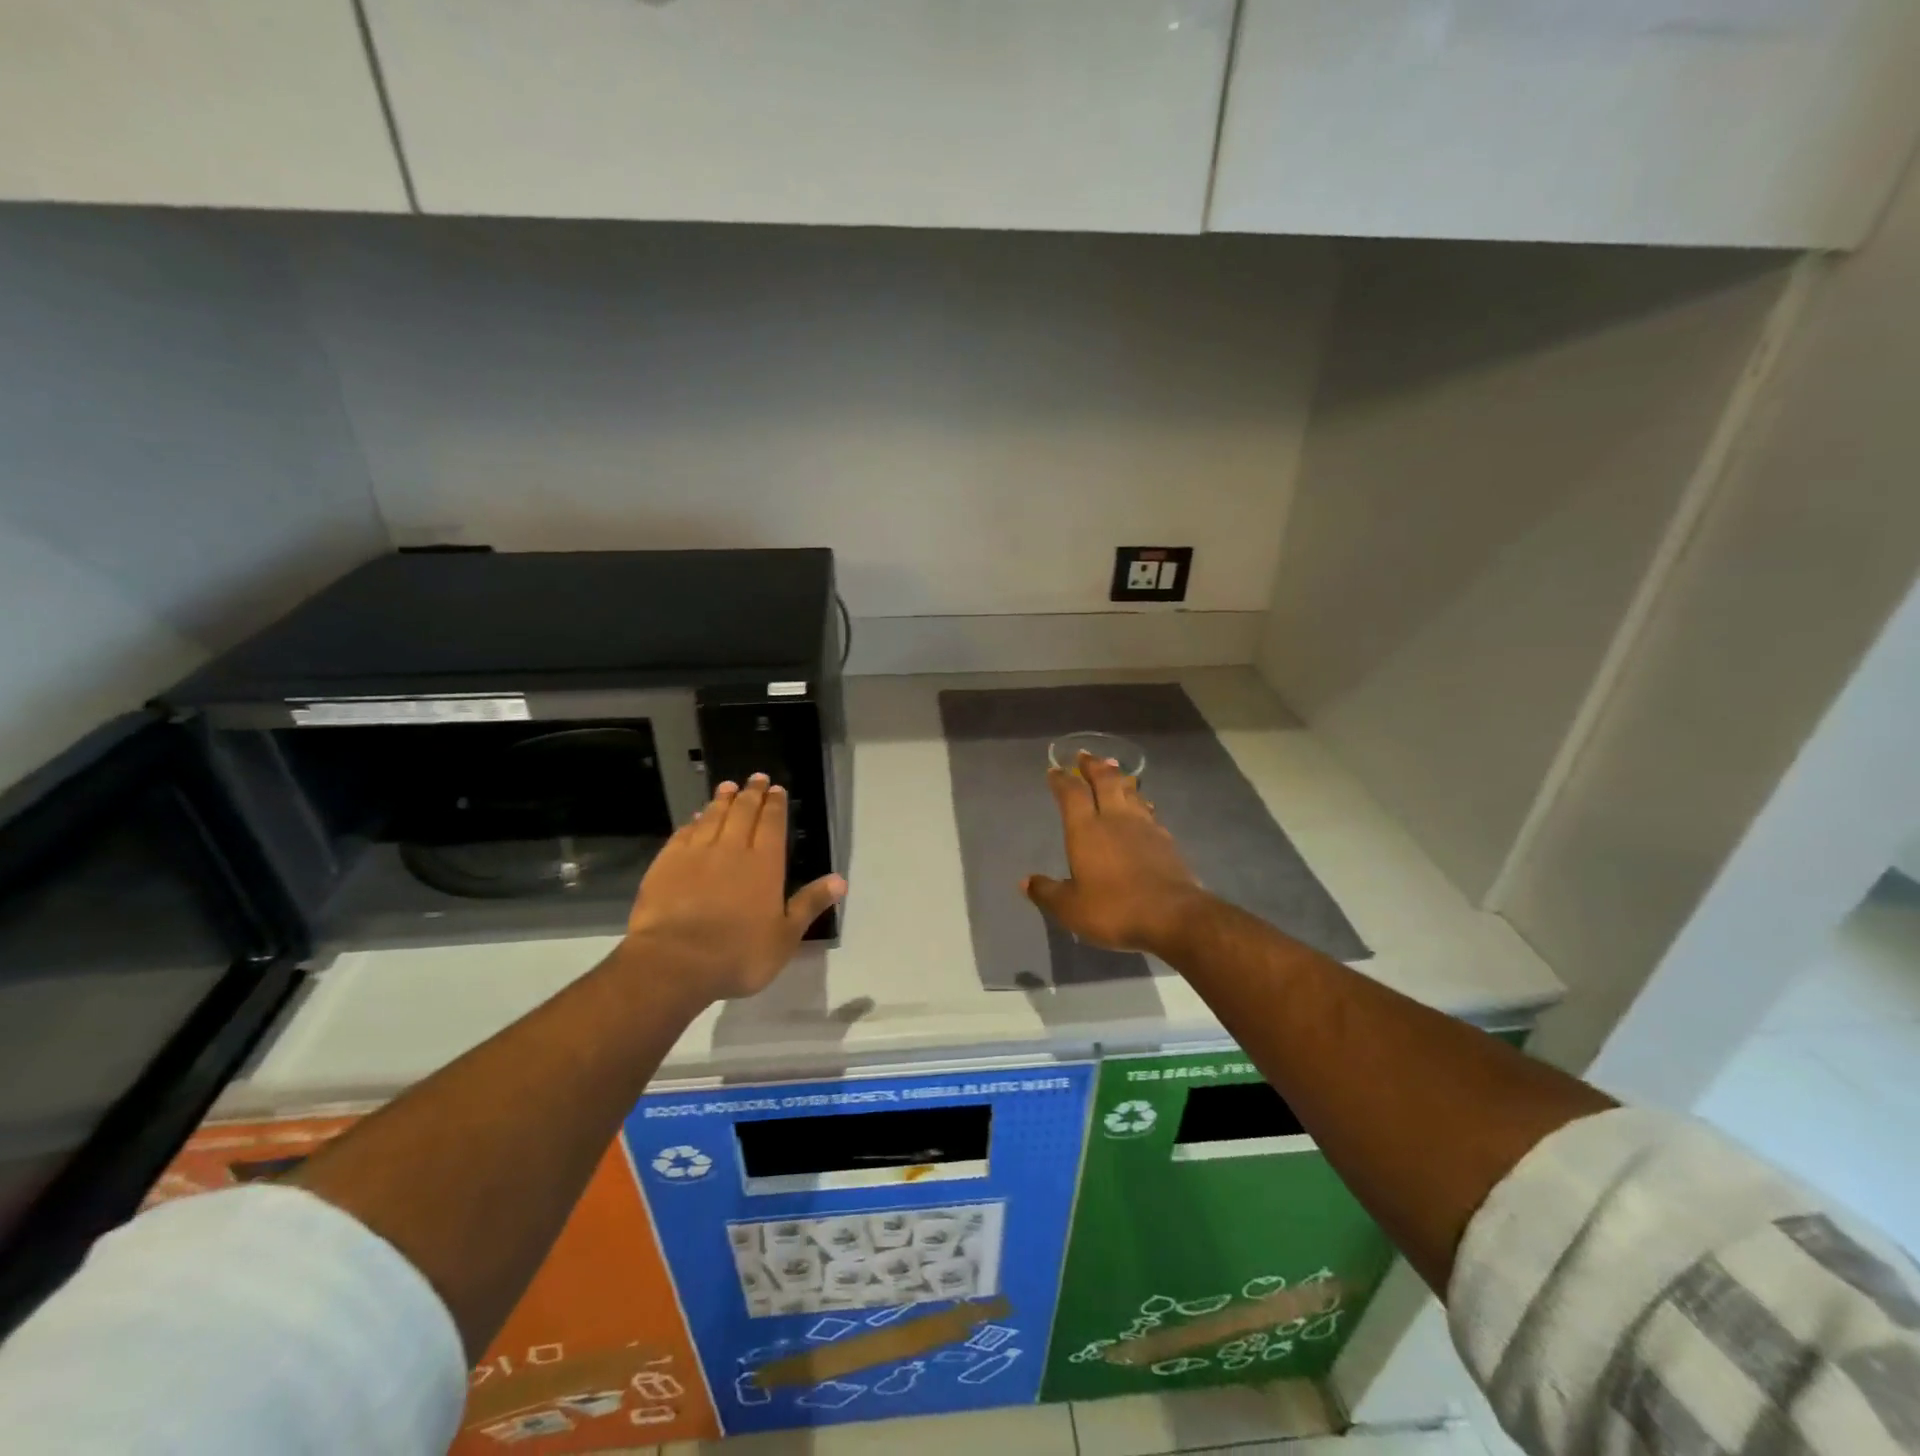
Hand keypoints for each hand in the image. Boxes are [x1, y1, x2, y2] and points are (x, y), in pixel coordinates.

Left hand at [622, 774, 846, 1002]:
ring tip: (727, 787)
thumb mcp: (785, 936)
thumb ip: (810, 903)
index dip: (775, 805)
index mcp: (765, 864)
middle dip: (751, 794)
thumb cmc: (738, 954)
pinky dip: (692, 822)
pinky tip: (694, 818)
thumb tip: (840, 880)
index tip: (777, 789)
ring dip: (722, 800)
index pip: (772, 824)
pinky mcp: (666, 864)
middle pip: (743, 813)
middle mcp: (732, 849)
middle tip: (756, 778)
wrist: (675, 962)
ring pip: (712, 817)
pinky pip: (683, 833)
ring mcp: (696, 854)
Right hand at [1023, 752, 1204, 954]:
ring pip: (1130, 792)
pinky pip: (1148, 811)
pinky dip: (1140, 802)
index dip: (1062, 780)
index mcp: (1086, 830)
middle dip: (1093, 766)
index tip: (1055, 770)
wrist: (1172, 915)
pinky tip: (1142, 807)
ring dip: (1119, 778)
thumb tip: (1025, 882)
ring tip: (1114, 770)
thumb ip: (1047, 892)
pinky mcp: (1165, 840)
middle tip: (1085, 755)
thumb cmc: (1114, 908)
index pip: (1072, 794)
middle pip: (1105, 781)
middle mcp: (1114, 819)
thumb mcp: (1071, 908)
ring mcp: (1144, 826)